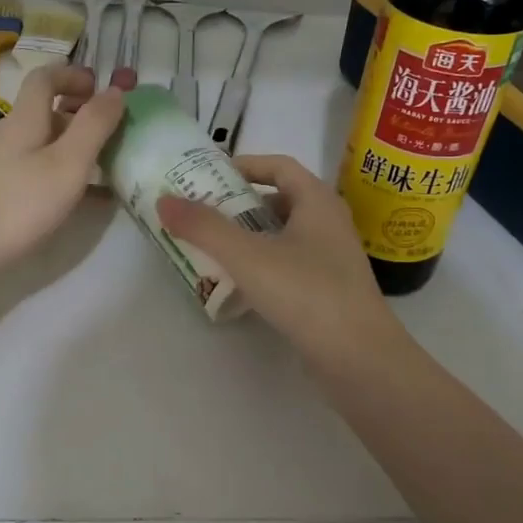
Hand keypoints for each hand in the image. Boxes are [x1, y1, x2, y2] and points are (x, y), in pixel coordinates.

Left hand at [0, 64, 124, 280]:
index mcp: (23, 120)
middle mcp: (4, 136)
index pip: (44, 78)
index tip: (101, 89)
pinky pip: (28, 171)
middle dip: (77, 116)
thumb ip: (93, 126)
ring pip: (36, 144)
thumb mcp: (66, 165)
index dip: (73, 75)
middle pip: (42, 112)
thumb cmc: (15, 207)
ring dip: (69, 148)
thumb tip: (116, 90)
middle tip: (110, 134)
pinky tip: (70, 203)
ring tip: (99, 171)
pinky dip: (54, 175)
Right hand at [156, 154, 399, 359]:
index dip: (246, 165)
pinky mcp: (329, 290)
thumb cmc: (306, 292)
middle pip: (280, 200)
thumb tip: (164, 200)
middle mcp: (329, 223)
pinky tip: (238, 284)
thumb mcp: (247, 256)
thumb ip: (204, 227)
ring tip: (212, 247)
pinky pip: (289, 264)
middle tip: (202, 213)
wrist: (359, 358)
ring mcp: (332, 259)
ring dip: (249, 236)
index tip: (210, 175)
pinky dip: (262, 265)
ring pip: (283, 235)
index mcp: (317, 201)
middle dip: (240, 204)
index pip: (280, 166)